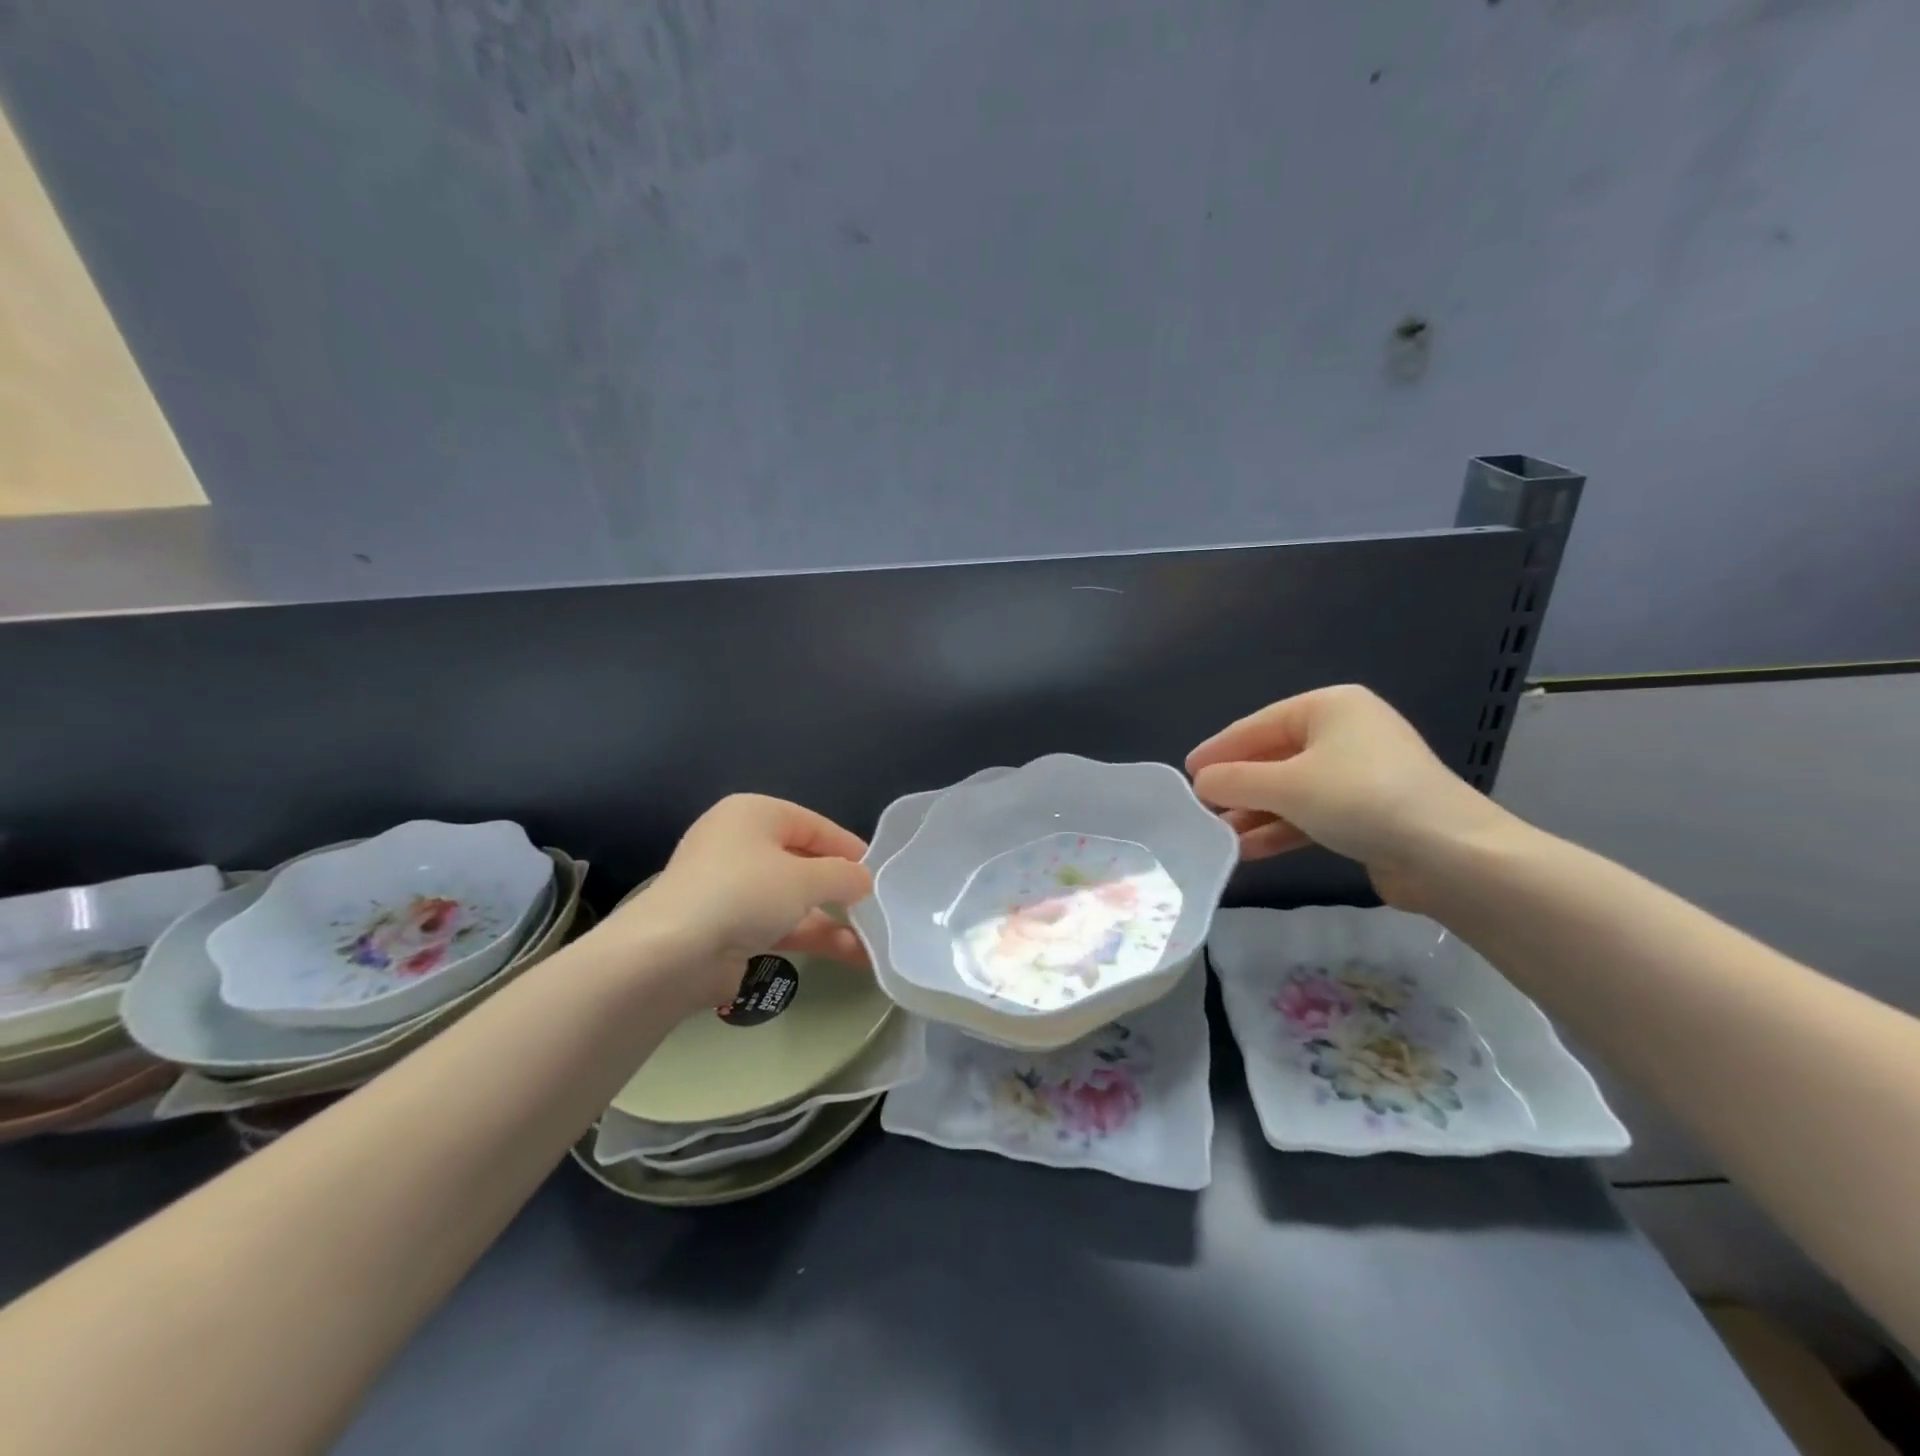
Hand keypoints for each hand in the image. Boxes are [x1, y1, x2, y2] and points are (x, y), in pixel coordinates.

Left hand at [608, 795, 872, 1009]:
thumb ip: (844, 876)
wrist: (672, 955)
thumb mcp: (806, 878)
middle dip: (842, 887)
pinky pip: (781, 925)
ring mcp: (733, 889)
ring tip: (874, 940)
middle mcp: (741, 845)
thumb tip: (864, 880)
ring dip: (834, 918)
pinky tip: (850, 955)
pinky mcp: (729, 927)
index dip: (849, 848)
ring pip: (795, 898)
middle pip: (805, 861)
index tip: (881, 872)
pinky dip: (813, 936)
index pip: (814, 825)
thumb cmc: (744, 894)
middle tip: (877, 906)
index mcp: (754, 814)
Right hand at [1185, 685, 1512, 907]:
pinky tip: (1248, 851)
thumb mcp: (1286, 786)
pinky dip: (1281, 829)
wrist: (1450, 856)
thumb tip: (1200, 783)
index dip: (1218, 750)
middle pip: (1274, 757)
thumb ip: (1234, 781)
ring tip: (1219, 835)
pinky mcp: (1369, 811)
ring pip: (1291, 789)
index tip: (1187, 774)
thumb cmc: (1361, 800)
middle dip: (1237, 787)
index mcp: (1330, 707)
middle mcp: (1346, 733)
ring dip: (1255, 813)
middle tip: (1201, 808)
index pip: (1257, 725)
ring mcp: (1360, 773)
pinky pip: (1311, 813)